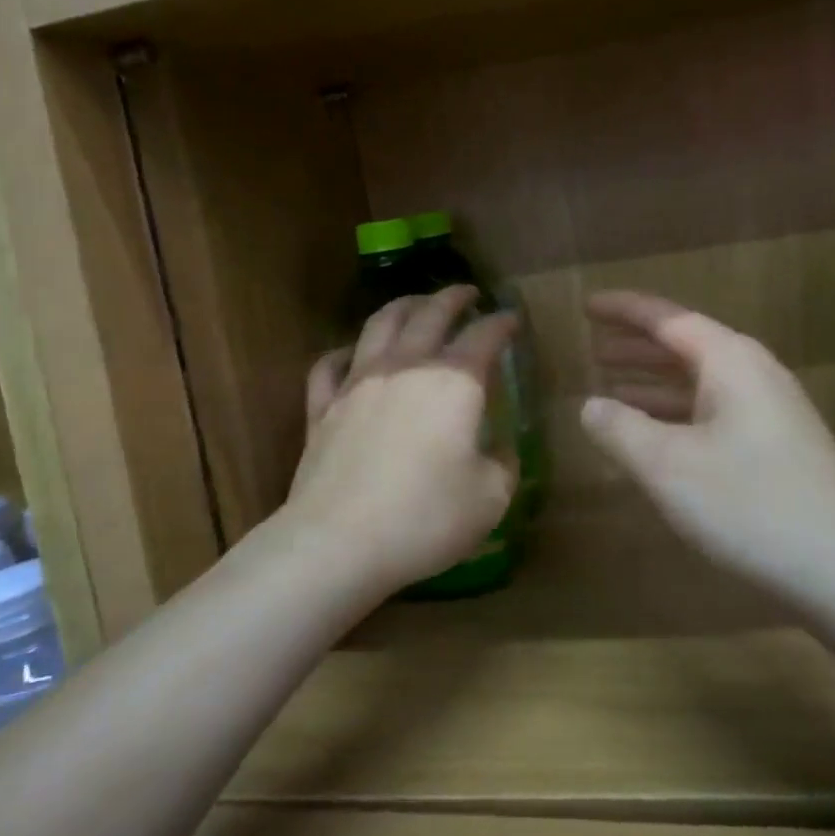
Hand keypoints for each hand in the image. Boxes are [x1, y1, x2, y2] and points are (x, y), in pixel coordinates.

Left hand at [283, 287, 517, 594]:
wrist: (339, 542)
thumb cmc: (425, 518)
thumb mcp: (491, 498)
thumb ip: (503, 463)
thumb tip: (497, 448)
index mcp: (454, 382)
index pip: (484, 336)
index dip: (502, 323)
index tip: (512, 318)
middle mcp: (406, 367)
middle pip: (430, 314)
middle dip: (453, 298)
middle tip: (467, 293)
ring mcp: (358, 382)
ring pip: (379, 324)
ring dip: (403, 306)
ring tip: (415, 304)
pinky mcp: (323, 406)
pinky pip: (329, 365)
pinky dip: (343, 352)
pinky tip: (351, 354)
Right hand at [580, 291, 834, 597]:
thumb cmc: (753, 505)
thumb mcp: (668, 466)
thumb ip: (620, 429)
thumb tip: (590, 406)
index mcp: (729, 361)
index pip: (667, 318)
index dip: (623, 310)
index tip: (587, 304)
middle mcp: (753, 375)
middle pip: (684, 346)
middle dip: (636, 346)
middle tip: (592, 347)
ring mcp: (770, 413)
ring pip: (698, 383)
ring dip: (654, 383)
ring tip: (610, 387)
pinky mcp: (777, 450)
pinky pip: (712, 414)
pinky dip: (676, 416)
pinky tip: (654, 438)